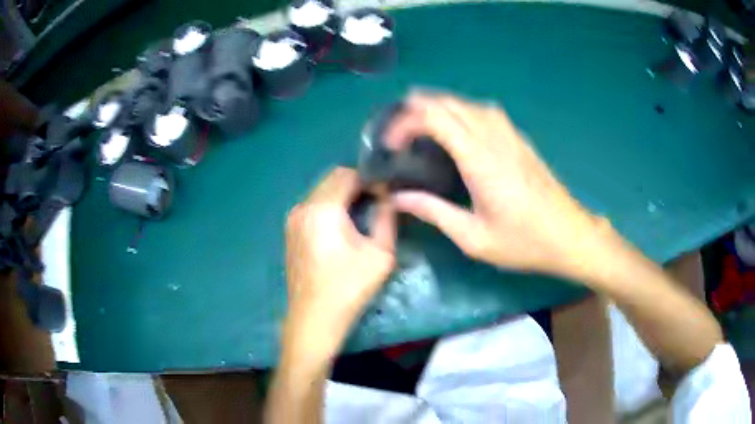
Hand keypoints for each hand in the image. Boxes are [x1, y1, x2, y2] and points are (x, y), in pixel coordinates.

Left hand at [284, 167, 394, 352]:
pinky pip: (312, 207)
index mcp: (322, 208)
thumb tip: (388, 197)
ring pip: (320, 192)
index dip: (368, 179)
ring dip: (341, 196)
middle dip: (355, 185)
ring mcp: (292, 219)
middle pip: (331, 179)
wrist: (314, 319)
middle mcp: (302, 207)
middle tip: (375, 204)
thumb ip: (387, 218)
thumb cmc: (349, 287)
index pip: (346, 174)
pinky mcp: (290, 232)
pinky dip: (328, 207)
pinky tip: (341, 229)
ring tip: (360, 216)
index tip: (384, 194)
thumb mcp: (380, 254)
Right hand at [385, 92, 609, 280]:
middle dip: (415, 109)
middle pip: (447, 102)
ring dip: (438, 106)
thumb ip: (434, 212)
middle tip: (398, 133)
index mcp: (480, 159)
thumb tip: (398, 198)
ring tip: (419, 126)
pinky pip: (483, 111)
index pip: (434, 117)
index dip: (405, 123)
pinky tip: (456, 129)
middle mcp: (494, 136)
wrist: (569, 235)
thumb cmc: (524, 241)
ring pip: (466, 102)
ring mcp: (510, 134)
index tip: (390, 145)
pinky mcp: (519, 139)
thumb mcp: (474, 238)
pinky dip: (460, 111)